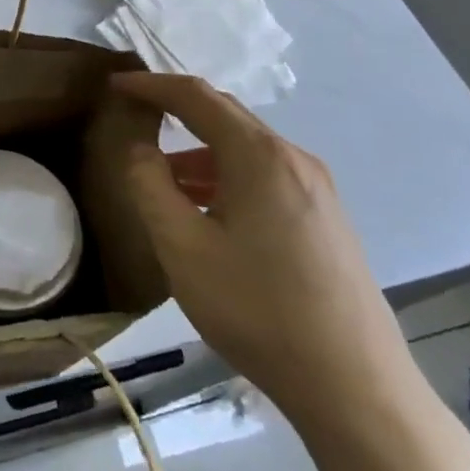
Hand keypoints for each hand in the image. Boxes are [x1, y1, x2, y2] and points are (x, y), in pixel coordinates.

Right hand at [111, 72, 421, 436]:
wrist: (354, 386)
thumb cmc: (257, 309)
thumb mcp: (182, 246)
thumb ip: (149, 185)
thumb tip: (139, 147)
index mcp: (259, 156)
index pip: (196, 97)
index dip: (152, 85)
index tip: (115, 84)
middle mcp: (294, 159)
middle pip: (225, 116)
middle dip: (176, 111)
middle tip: (133, 118)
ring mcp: (317, 190)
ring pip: (245, 151)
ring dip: (199, 153)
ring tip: (161, 180)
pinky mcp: (326, 219)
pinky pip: (265, 177)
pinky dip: (225, 177)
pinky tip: (207, 213)